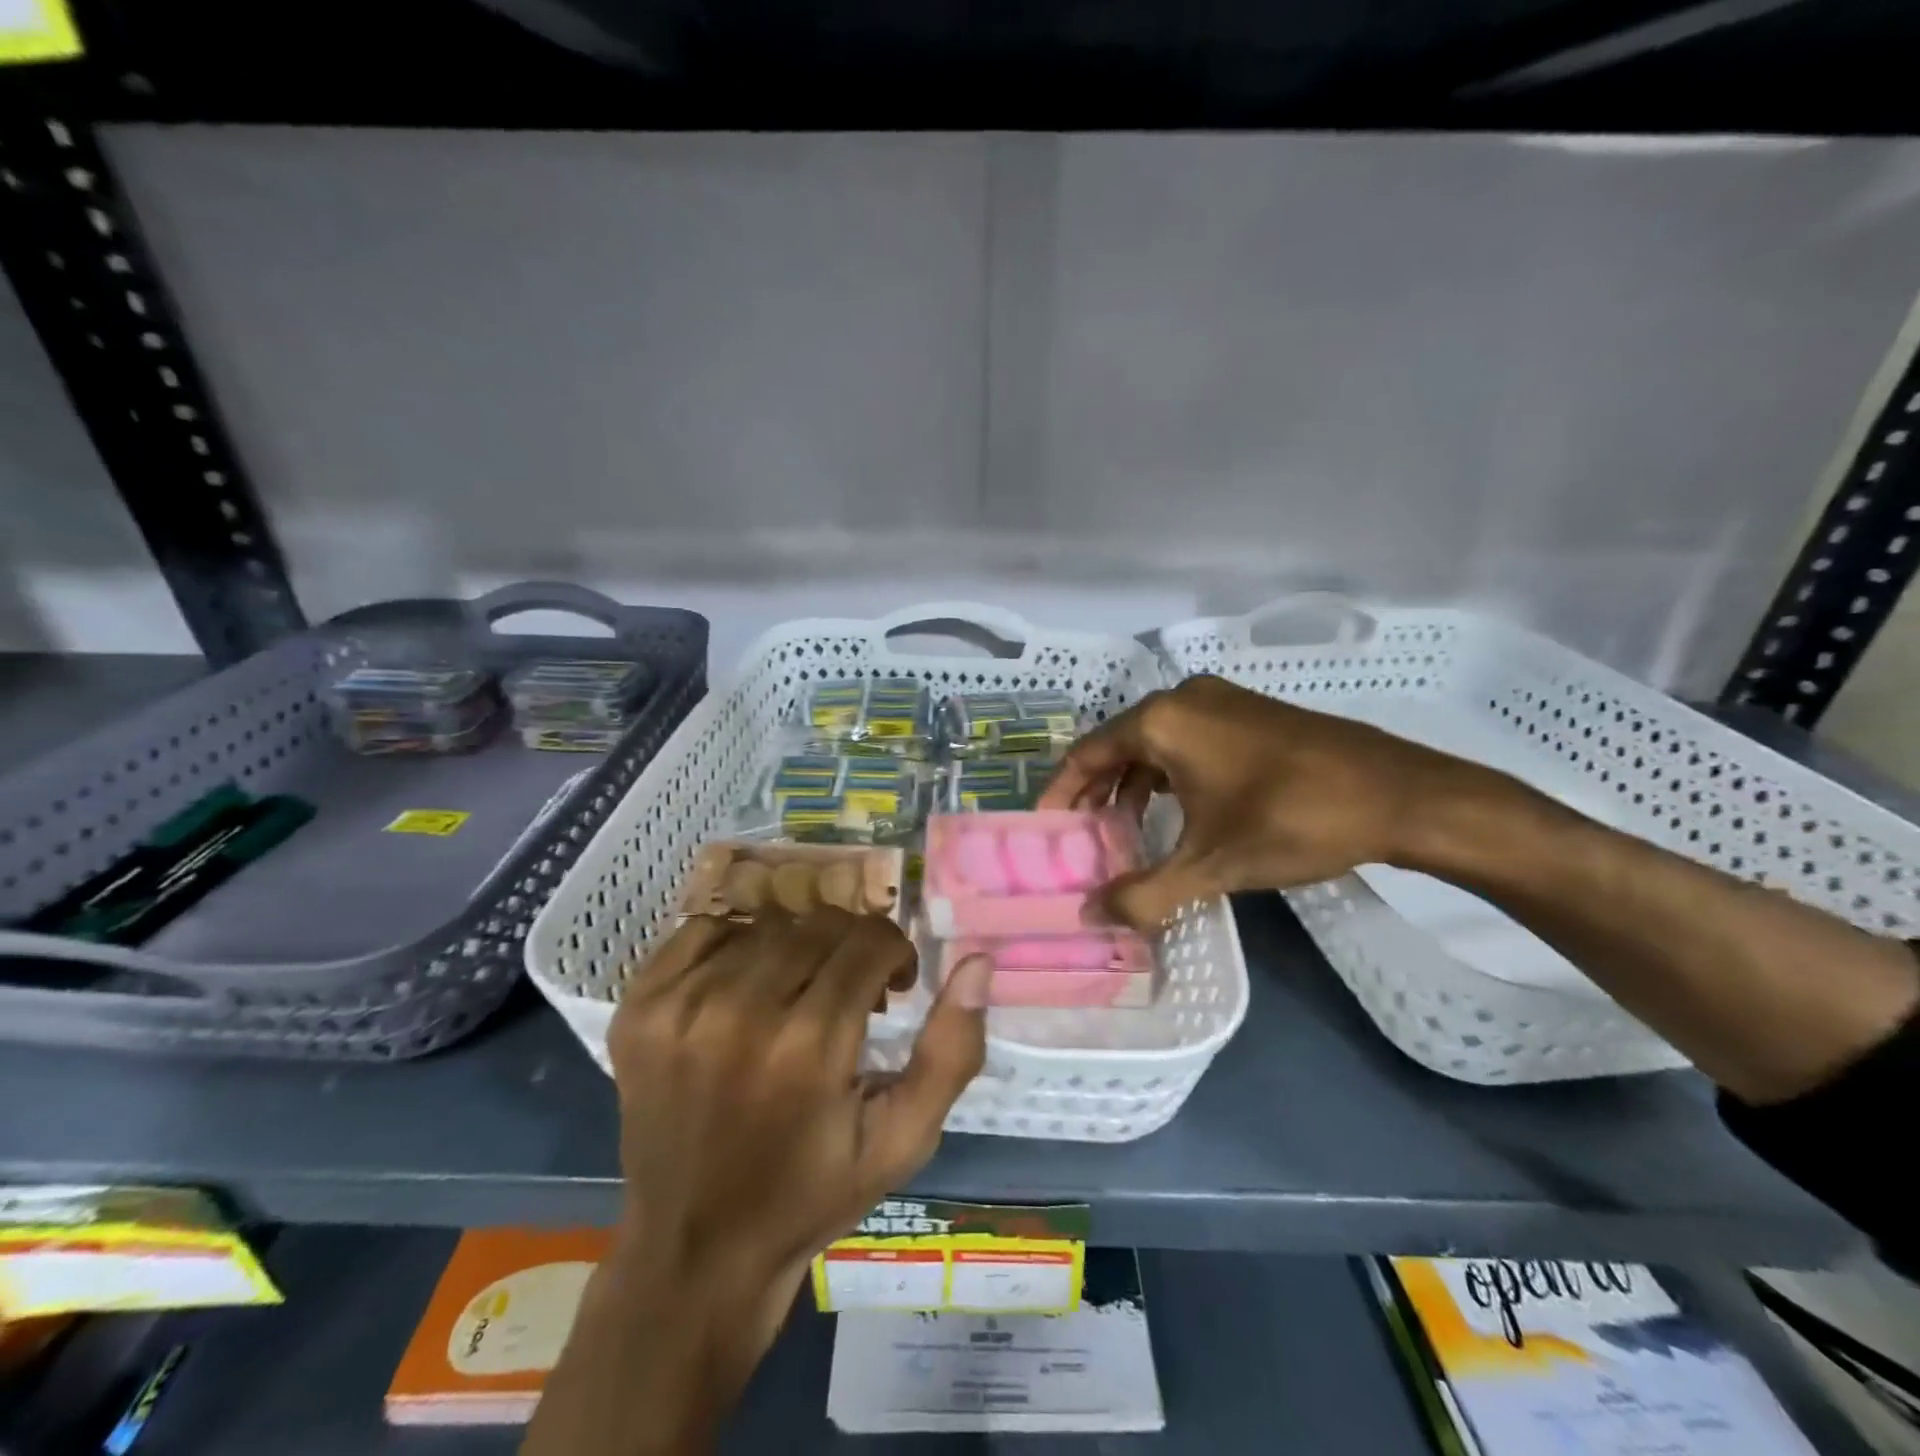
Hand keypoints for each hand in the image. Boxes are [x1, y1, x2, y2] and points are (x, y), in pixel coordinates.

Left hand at [608, 909, 991, 1342]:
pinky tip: (745, 986)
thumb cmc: (812, 1194)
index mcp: (808, 1046)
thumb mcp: (903, 1140)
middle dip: (850, 949)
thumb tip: (977, 961)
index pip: (869, 940)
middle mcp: (739, 1012)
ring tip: (798, 994)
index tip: (894, 987)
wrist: (696, 1252)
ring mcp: (679, 1007)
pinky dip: (736, 945)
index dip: (894, 954)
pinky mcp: (639, 1008)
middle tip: (850, 994)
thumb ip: (951, 1050)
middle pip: (820, 926)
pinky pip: (703, 930)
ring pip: (767, 926)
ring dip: (798, 950)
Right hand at [1039, 675, 1504, 927]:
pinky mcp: (1251, 713)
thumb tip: (1092, 917)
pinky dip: (1168, 774)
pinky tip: (1176, 811)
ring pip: (1155, 743)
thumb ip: (1144, 893)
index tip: (1046, 827)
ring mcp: (1222, 701)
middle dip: (1096, 791)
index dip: (1061, 792)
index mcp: (1162, 720)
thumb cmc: (1292, 820)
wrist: (1400, 795)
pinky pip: (1188, 740)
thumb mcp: (1211, 865)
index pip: (1087, 753)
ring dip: (1133, 785)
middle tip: (1082, 835)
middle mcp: (1184, 698)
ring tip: (1124, 830)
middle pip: (1117, 744)